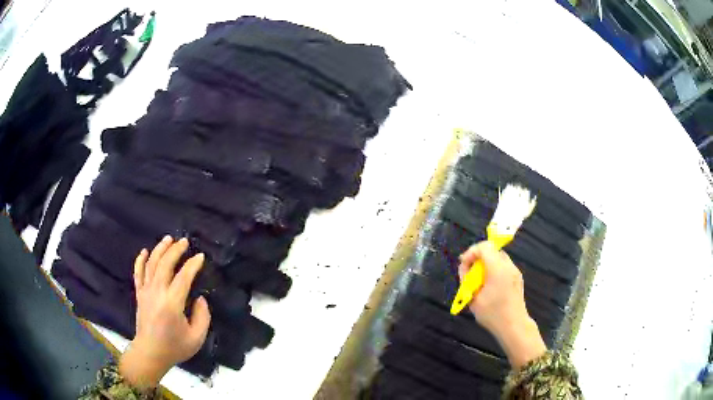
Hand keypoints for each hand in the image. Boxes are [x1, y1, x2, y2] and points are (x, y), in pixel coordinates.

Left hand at [119, 236, 210, 389]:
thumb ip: (202, 317)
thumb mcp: (197, 338)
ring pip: (151, 264)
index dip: (193, 265)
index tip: (200, 257)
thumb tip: (200, 298)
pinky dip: (140, 260)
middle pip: (165, 264)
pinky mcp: (139, 294)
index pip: (183, 277)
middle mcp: (157, 292)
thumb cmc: (175, 347)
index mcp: (172, 303)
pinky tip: (144, 251)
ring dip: (160, 249)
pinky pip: (138, 273)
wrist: (150, 353)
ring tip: (168, 239)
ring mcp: (145, 291)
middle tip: (184, 241)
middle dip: (175, 250)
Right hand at [458, 241, 545, 369]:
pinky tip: (489, 285)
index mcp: (497, 269)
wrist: (514, 325)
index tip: (464, 265)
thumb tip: (464, 267)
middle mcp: (508, 266)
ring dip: (486, 263)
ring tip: (479, 279)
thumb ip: (467, 280)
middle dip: (478, 257)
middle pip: (492, 250)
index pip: (484, 247)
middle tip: (470, 272)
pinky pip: (504, 266)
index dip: (471, 252)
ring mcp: (515, 271)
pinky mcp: (517, 278)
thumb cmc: (492, 314)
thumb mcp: (473, 299)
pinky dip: (494, 269)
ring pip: (498, 257)